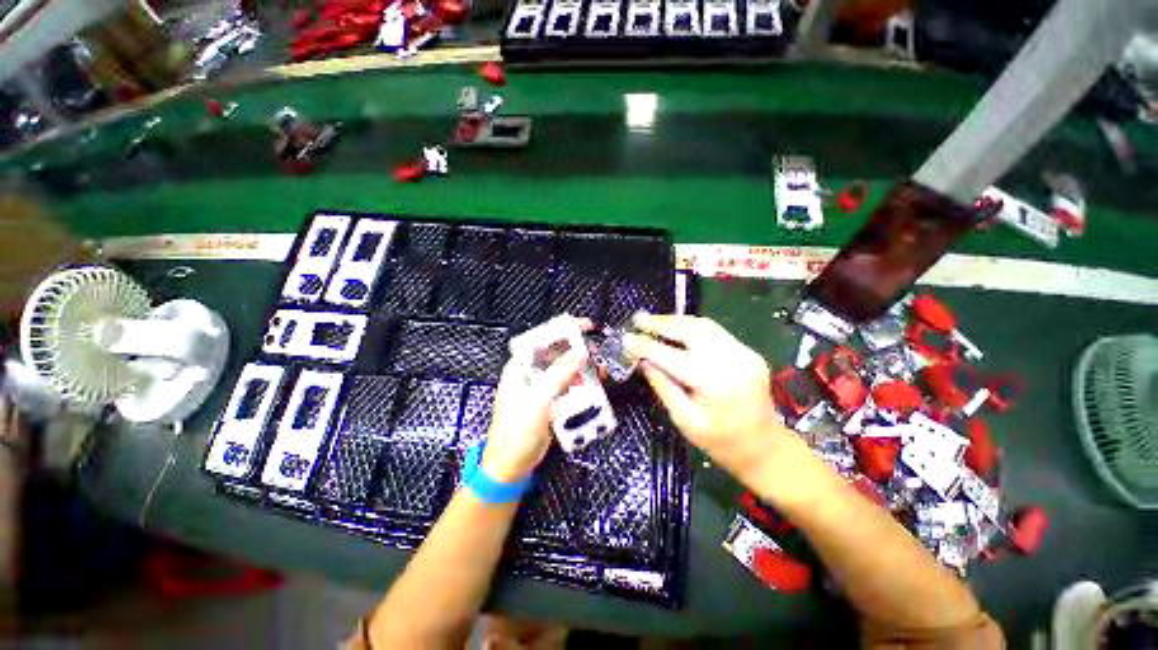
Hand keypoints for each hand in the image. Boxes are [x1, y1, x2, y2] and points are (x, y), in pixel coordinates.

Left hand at [481, 320, 590, 482]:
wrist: (512, 467)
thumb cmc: (517, 432)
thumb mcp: (537, 401)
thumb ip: (559, 375)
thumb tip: (581, 352)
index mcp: (520, 367)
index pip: (541, 339)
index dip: (563, 329)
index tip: (586, 326)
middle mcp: (531, 373)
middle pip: (557, 352)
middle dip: (578, 349)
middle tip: (597, 351)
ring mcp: (542, 387)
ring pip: (566, 369)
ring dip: (583, 367)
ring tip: (600, 369)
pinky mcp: (552, 400)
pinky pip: (570, 385)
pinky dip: (583, 383)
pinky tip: (595, 384)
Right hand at [624, 314, 791, 477]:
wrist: (765, 448)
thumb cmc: (720, 442)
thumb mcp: (684, 420)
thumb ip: (662, 386)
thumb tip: (642, 360)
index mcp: (715, 383)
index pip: (672, 357)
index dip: (646, 346)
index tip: (626, 338)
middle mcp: (732, 361)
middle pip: (691, 331)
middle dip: (661, 323)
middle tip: (638, 319)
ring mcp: (743, 353)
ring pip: (704, 325)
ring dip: (675, 321)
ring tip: (652, 320)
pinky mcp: (747, 352)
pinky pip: (714, 332)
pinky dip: (691, 327)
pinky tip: (675, 329)